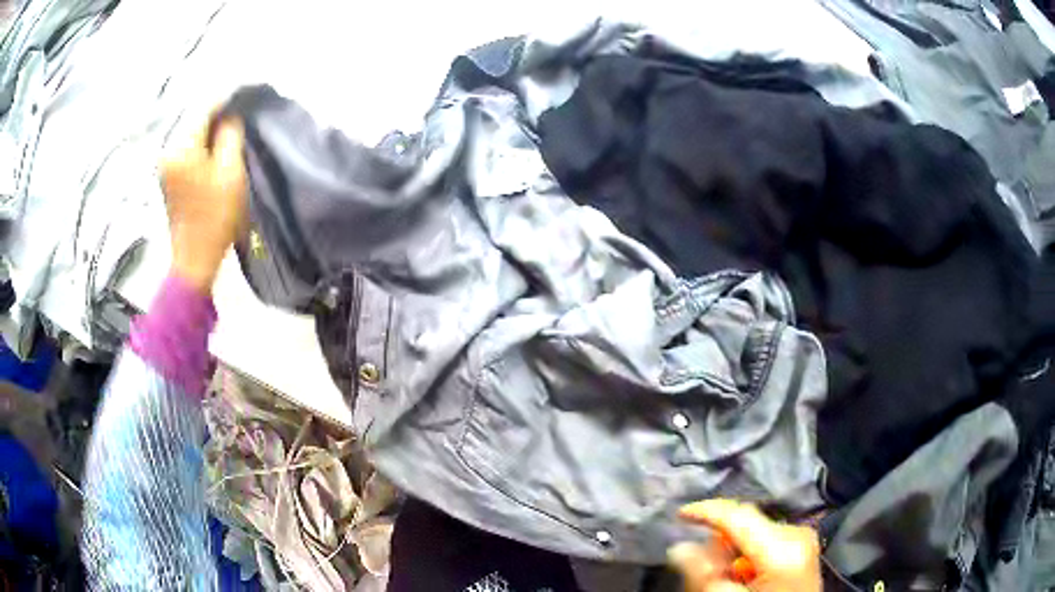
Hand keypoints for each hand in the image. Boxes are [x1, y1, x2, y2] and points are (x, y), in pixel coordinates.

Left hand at [160, 110, 247, 293]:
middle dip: (217, 113)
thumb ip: (230, 135)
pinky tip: (216, 148)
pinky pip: (187, 148)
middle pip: (195, 119)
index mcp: (181, 148)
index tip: (245, 93)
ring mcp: (165, 164)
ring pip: (191, 133)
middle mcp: (168, 151)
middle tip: (240, 113)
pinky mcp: (168, 176)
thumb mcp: (230, 172)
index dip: (225, 98)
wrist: (195, 259)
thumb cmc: (215, 217)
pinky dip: (202, 143)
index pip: (204, 108)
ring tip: (231, 130)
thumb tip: (230, 115)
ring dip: (210, 129)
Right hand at [668, 500, 820, 591]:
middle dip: (720, 539)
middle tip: (703, 565)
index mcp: (782, 547)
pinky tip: (745, 573)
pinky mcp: (803, 546)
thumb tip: (680, 548)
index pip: (739, 515)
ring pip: (756, 530)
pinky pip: (768, 538)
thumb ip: (704, 574)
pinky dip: (750, 551)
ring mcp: (803, 538)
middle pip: (747, 522)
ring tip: (726, 574)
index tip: (679, 514)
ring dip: (734, 547)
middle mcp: (797, 533)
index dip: (706, 511)